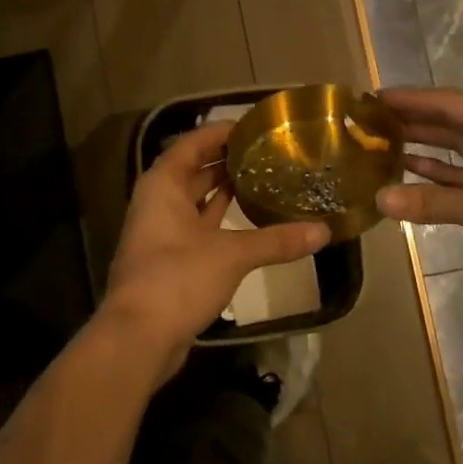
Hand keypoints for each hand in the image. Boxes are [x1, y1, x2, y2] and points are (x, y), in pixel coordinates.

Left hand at [103, 121, 329, 374]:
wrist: (138, 337)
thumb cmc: (177, 279)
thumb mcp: (231, 254)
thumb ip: (276, 240)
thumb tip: (324, 231)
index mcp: (163, 185)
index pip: (192, 144)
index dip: (220, 132)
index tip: (254, 126)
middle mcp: (157, 203)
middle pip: (193, 171)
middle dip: (226, 161)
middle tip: (267, 152)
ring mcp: (161, 233)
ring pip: (195, 201)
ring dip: (224, 191)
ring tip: (263, 179)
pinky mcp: (170, 261)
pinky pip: (198, 228)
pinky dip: (221, 221)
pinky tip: (249, 221)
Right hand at [374, 87, 462, 294]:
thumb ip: (430, 202)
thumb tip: (379, 200)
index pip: (446, 103)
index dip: (409, 100)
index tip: (372, 98)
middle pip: (449, 121)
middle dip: (411, 120)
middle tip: (368, 121)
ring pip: (455, 147)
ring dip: (422, 146)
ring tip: (379, 144)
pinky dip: (438, 173)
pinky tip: (408, 172)